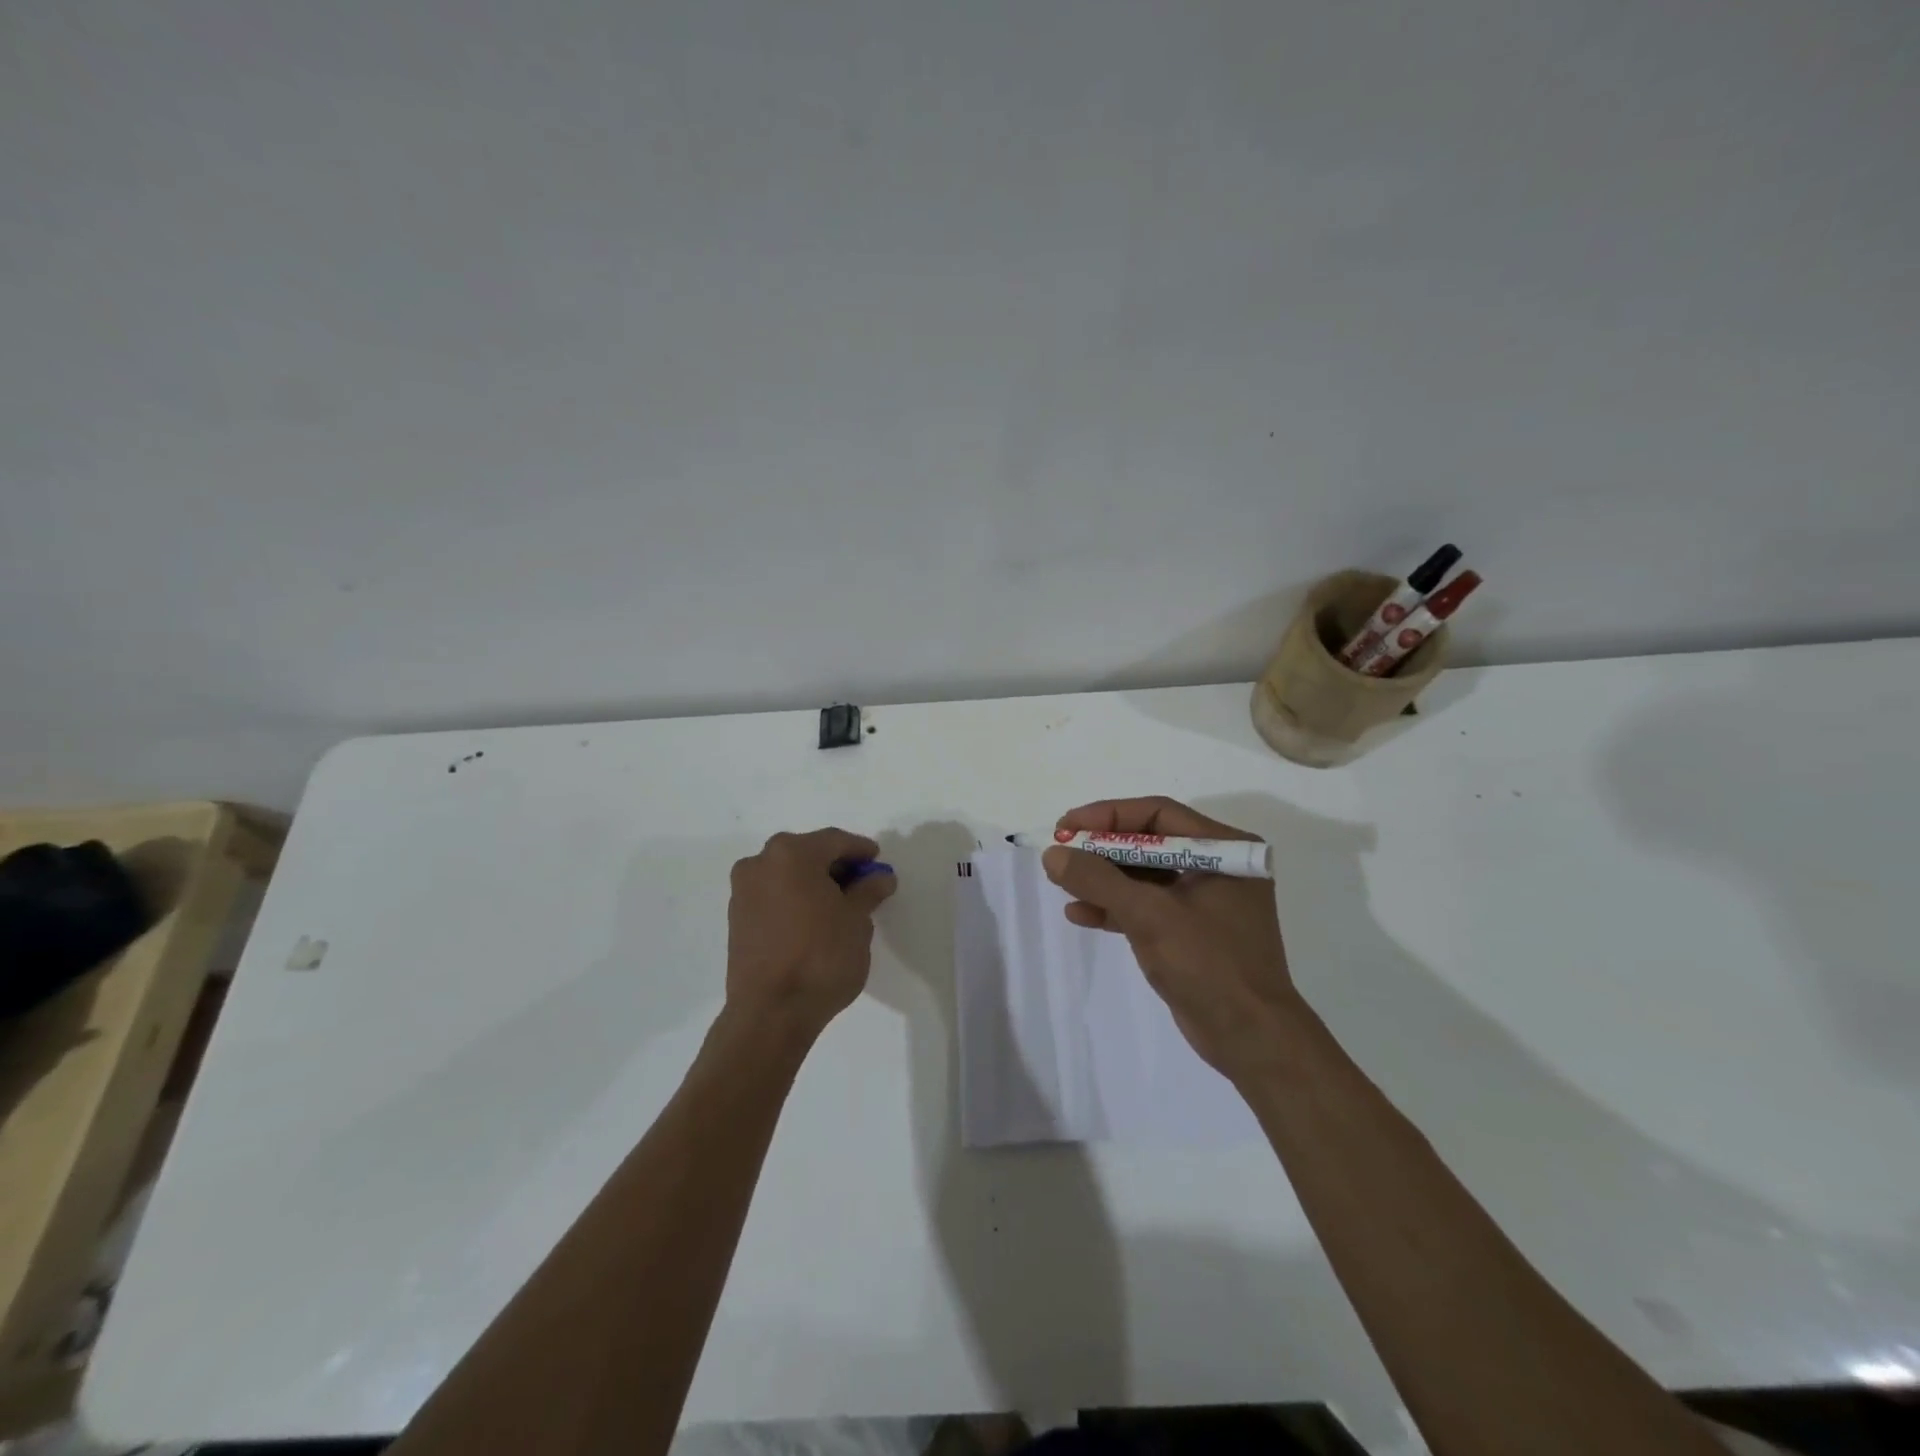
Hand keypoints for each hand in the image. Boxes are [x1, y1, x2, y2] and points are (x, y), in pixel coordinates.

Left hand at [726, 828, 896, 1040]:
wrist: (771, 1012)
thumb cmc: (821, 956)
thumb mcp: (857, 921)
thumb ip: (869, 891)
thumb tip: (880, 877)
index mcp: (791, 853)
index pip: (834, 841)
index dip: (860, 850)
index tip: (878, 862)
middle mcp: (760, 863)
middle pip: (808, 853)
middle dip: (836, 865)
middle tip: (863, 883)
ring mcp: (743, 891)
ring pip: (788, 874)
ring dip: (814, 882)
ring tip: (840, 904)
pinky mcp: (736, 918)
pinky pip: (773, 895)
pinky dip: (795, 899)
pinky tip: (814, 919)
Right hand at [1043, 796, 1296, 1081]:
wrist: (1251, 1039)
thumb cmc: (1208, 964)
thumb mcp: (1148, 915)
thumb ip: (1098, 880)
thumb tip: (1053, 854)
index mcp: (1224, 849)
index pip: (1158, 814)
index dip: (1108, 816)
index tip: (1067, 825)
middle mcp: (1217, 867)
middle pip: (1149, 843)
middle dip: (1102, 850)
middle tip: (1061, 852)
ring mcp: (1205, 901)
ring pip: (1144, 876)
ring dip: (1103, 880)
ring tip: (1062, 884)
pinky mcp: (1192, 932)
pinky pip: (1147, 906)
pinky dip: (1116, 908)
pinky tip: (1080, 914)